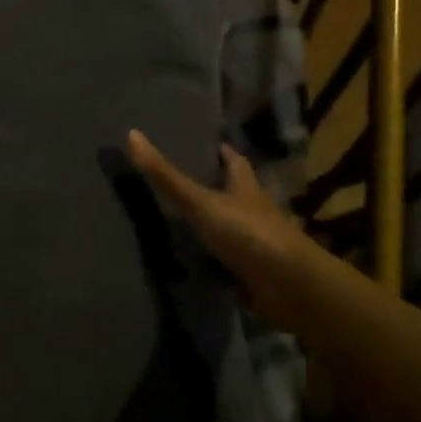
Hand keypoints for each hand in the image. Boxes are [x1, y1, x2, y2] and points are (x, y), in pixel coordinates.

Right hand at [126, 130, 331, 330]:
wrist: (288, 287)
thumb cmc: (247, 232)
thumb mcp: (200, 201)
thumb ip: (166, 175)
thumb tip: (131, 134)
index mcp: (244, 184)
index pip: (232, 159)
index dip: (217, 150)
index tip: (196, 142)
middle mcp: (252, 208)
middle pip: (230, 190)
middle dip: (208, 185)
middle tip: (174, 179)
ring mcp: (253, 240)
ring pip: (227, 224)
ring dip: (207, 222)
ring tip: (173, 218)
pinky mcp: (251, 270)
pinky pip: (225, 259)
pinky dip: (210, 258)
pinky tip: (188, 258)